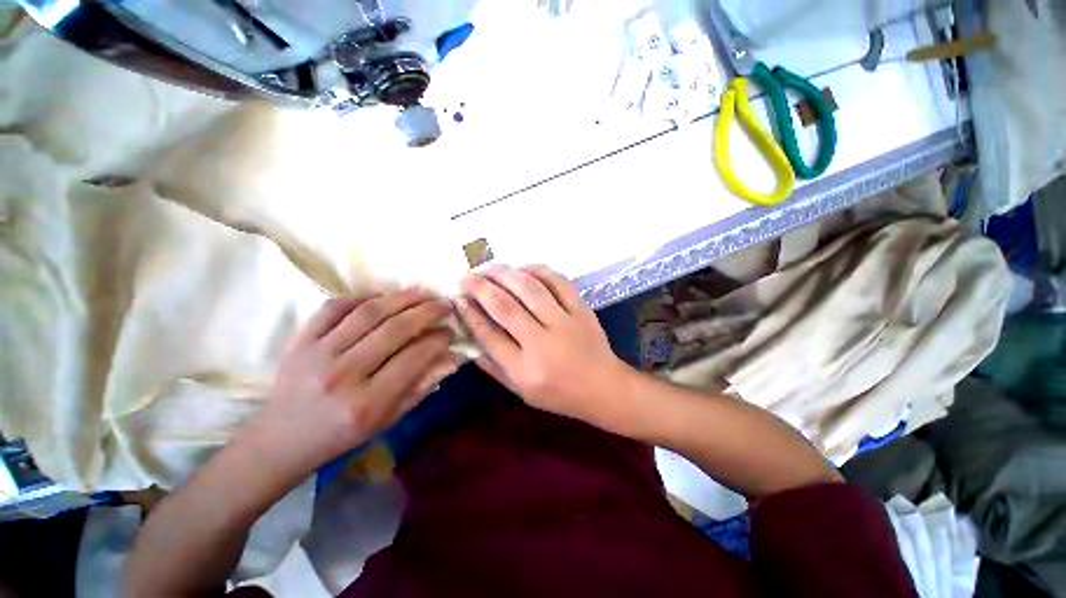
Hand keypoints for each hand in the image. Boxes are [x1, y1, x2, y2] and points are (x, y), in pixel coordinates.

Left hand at [251, 289, 460, 474]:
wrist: (280, 440)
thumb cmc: (342, 435)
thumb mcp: (389, 419)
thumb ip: (422, 386)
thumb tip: (452, 357)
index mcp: (367, 403)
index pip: (414, 358)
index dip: (439, 340)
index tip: (450, 332)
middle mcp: (343, 374)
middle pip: (395, 329)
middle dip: (428, 312)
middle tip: (445, 305)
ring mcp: (318, 353)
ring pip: (369, 312)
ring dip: (402, 298)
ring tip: (423, 293)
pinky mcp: (300, 341)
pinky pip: (335, 307)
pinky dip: (362, 297)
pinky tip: (382, 298)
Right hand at [456, 265, 630, 423]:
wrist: (604, 388)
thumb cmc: (559, 395)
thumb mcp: (521, 392)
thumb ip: (493, 367)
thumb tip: (468, 338)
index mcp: (525, 370)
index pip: (489, 336)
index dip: (470, 314)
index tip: (457, 299)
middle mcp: (543, 344)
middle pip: (505, 307)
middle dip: (480, 287)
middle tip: (466, 277)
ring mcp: (565, 323)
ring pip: (530, 289)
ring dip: (504, 273)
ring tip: (488, 267)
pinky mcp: (581, 309)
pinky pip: (558, 282)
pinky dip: (537, 270)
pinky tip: (522, 268)